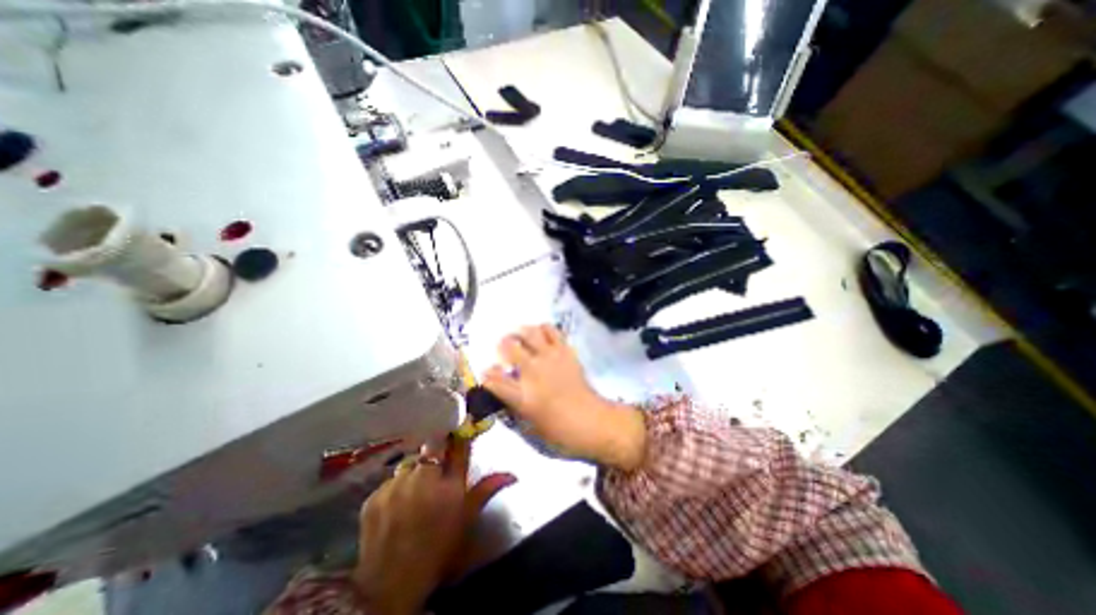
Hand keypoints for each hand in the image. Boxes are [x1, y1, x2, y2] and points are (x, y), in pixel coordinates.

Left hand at [354, 438, 517, 613]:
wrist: (391, 586)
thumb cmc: (439, 548)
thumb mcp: (467, 518)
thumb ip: (487, 489)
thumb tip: (512, 474)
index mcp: (450, 483)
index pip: (459, 445)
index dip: (460, 433)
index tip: (462, 424)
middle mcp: (424, 476)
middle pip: (432, 448)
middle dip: (435, 454)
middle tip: (435, 471)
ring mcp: (397, 485)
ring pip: (410, 464)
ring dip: (415, 472)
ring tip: (414, 493)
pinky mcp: (375, 496)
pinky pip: (390, 481)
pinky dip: (396, 488)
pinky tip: (396, 506)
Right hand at [481, 327, 648, 470]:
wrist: (593, 422)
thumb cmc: (560, 432)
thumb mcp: (529, 428)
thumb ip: (512, 407)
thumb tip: (503, 392)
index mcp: (522, 395)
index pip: (493, 379)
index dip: (487, 374)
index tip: (487, 373)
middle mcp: (533, 371)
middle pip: (509, 347)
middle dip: (502, 346)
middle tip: (504, 349)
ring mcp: (550, 358)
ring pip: (529, 332)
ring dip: (521, 333)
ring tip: (520, 336)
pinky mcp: (565, 351)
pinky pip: (552, 331)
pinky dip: (543, 329)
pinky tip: (541, 336)